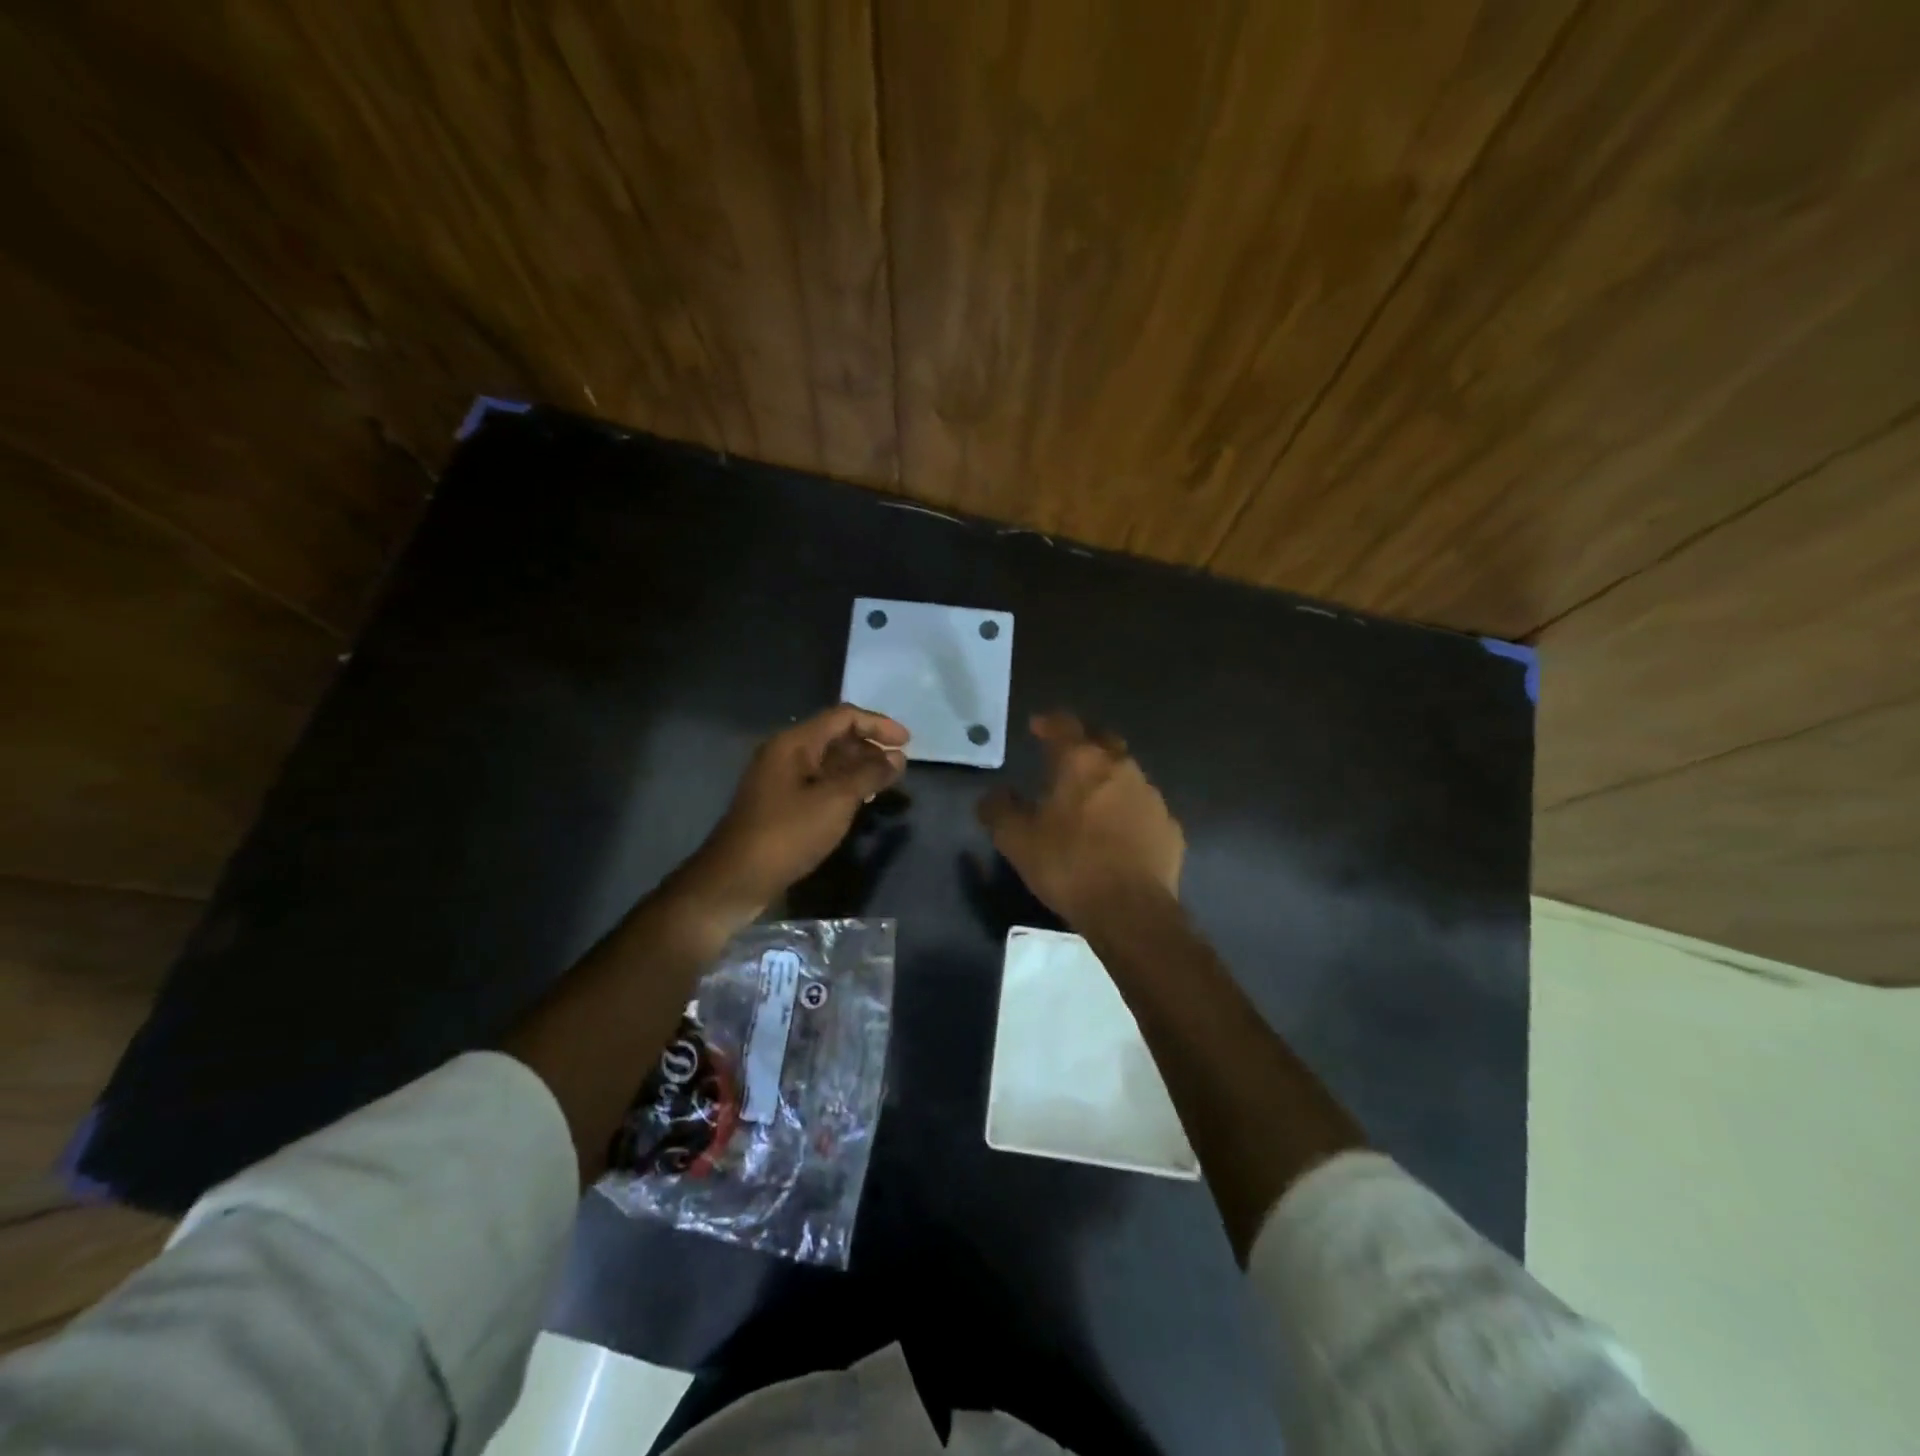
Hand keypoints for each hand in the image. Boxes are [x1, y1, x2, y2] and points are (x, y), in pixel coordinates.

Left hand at [684, 704, 908, 924]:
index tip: (907, 743)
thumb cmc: (788, 833)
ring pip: (828, 762)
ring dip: (859, 768)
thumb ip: (869, 774)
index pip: (843, 717)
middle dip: (870, 747)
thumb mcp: (836, 800)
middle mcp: (785, 753)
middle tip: (899, 767)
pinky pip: (818, 782)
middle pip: (835, 737)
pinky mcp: (780, 804)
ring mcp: (780, 779)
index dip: (878, 724)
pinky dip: (843, 786)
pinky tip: (860, 802)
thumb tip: (897, 758)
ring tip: (886, 784)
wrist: (736, 879)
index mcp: (794, 743)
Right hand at [978, 711, 1183, 926]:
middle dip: (1084, 741)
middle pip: (1103, 741)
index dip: (1048, 722)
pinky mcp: (1170, 827)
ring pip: (1127, 774)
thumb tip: (995, 794)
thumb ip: (999, 810)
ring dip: (1108, 778)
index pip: (1064, 725)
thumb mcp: (1016, 840)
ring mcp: (1151, 797)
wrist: (1130, 910)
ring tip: (1091, 797)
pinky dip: (1128, 811)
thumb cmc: (1068, 865)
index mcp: (1082, 762)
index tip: (1037, 725)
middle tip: (1067, 753)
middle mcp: (1121, 768)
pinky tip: (1118, 832)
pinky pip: (1144, 809)